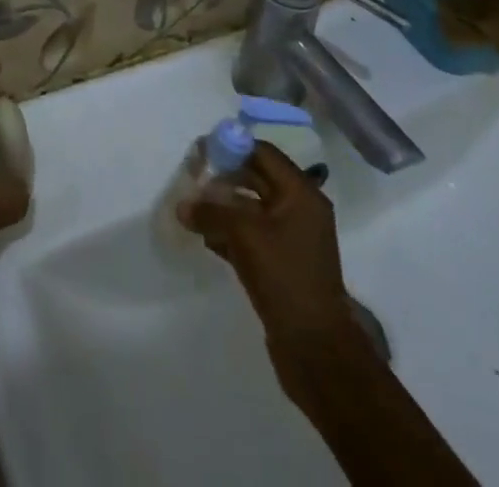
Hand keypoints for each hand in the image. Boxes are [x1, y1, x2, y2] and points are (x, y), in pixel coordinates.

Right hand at [179, 141, 357, 348]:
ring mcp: (291, 238)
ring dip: (222, 207)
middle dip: (223, 178)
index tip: (201, 154)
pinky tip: (205, 238)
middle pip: (255, 178)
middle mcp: (299, 209)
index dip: (230, 148)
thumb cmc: (285, 277)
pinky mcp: (282, 263)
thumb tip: (182, 206)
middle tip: (192, 181)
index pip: (262, 153)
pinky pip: (251, 234)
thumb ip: (210, 211)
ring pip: (250, 208)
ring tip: (193, 211)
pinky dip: (229, 231)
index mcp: (301, 193)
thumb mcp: (244, 235)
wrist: (316, 349)